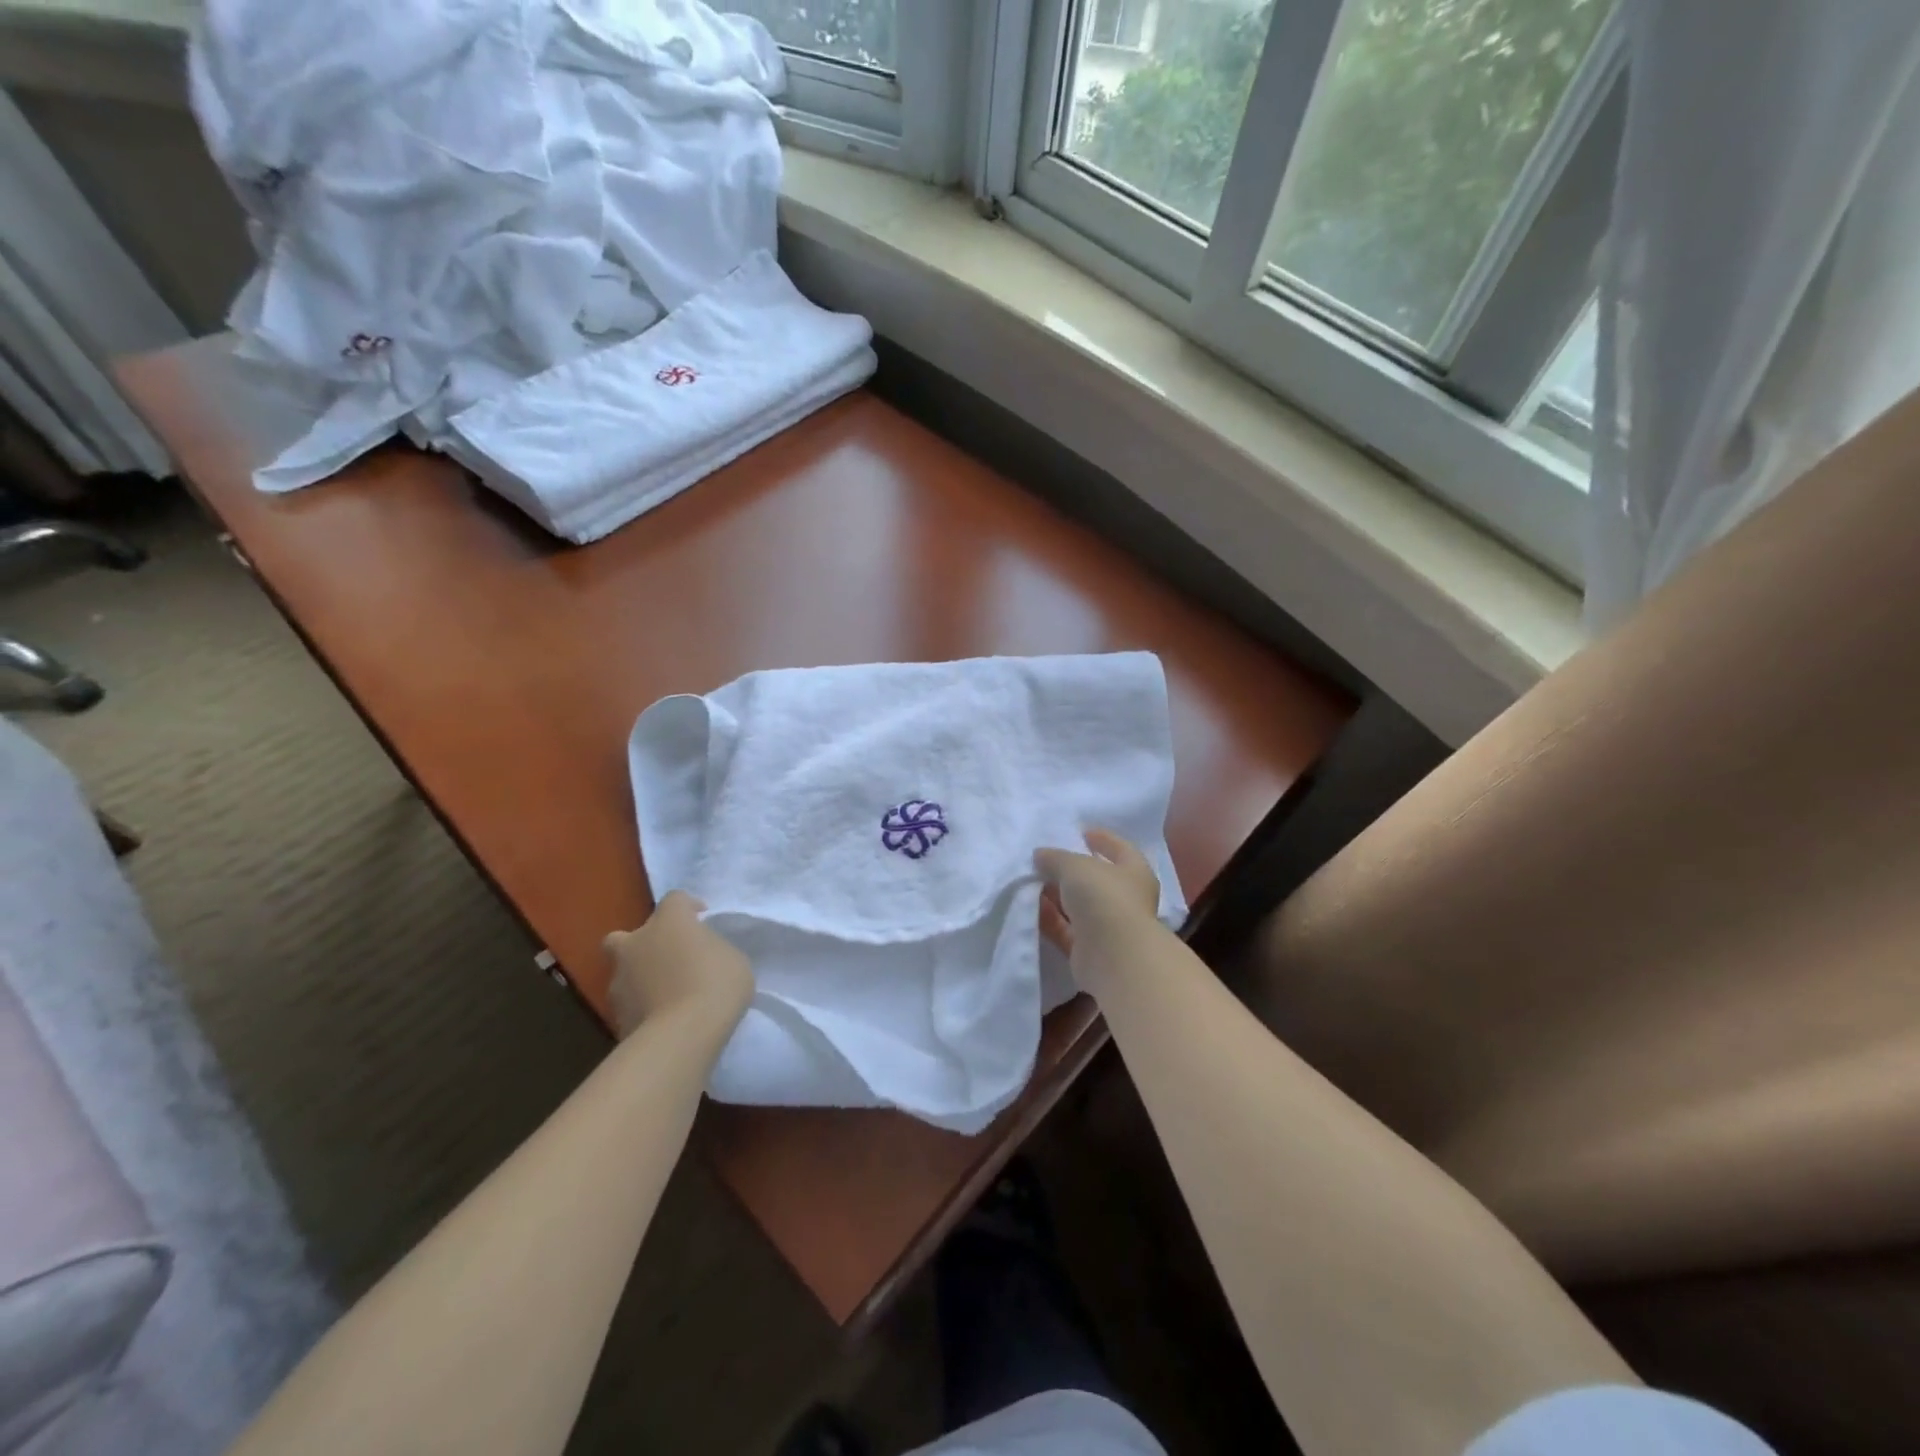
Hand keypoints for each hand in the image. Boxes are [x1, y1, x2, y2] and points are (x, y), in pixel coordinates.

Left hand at [604, 891, 753, 1039]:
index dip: (688, 907)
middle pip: (625, 935)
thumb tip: (701, 958)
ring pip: (623, 972)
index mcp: (669, 921)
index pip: (675, 899)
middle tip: (665, 958)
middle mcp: (637, 943)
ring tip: (666, 995)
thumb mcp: (733, 959)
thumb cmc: (716, 985)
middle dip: (641, 944)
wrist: (680, 1036)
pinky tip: (662, 1019)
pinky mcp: (614, 1015)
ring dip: (640, 978)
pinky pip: (629, 1003)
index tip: (701, 919)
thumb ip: (713, 951)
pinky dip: (641, 1007)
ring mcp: (620, 980)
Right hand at [1035, 829, 1160, 970]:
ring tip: (1029, 881)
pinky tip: (1029, 907)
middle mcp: (1125, 899)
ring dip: (1056, 894)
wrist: (1114, 957)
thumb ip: (1056, 857)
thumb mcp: (1075, 866)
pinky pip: (1065, 929)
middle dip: (1070, 869)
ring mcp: (1108, 926)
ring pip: (1078, 905)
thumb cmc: (1104, 898)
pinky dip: (1049, 918)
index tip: (1079, 832)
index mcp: (1135, 872)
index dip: (1102, 838)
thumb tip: (1040, 855)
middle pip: (1095, 879)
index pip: (1120, 849)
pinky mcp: (1089, 950)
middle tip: (1043, 858)